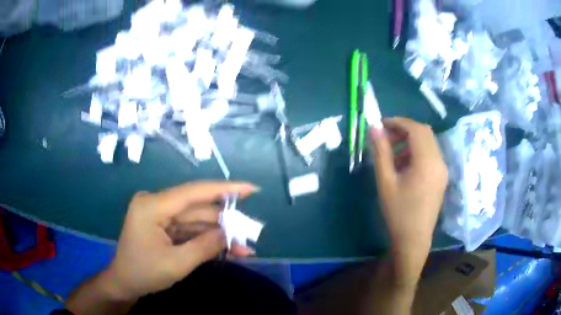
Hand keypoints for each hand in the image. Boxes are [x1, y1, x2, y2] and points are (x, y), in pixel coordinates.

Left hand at [102, 181, 258, 300]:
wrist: (125, 282)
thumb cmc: (144, 273)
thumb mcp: (176, 264)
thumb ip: (204, 246)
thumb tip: (230, 233)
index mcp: (153, 205)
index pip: (193, 192)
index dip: (225, 189)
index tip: (251, 189)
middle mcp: (157, 203)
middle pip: (198, 209)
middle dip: (225, 222)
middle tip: (252, 232)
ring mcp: (160, 215)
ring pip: (197, 221)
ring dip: (219, 234)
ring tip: (244, 247)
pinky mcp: (164, 225)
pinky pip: (190, 230)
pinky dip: (207, 240)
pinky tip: (227, 249)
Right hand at [369, 117, 447, 284]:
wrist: (413, 239)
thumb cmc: (398, 212)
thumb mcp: (386, 181)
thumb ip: (381, 152)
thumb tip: (373, 128)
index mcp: (427, 162)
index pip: (416, 129)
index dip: (398, 122)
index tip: (381, 125)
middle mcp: (439, 161)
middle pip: (424, 132)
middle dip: (404, 129)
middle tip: (386, 137)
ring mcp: (442, 169)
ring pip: (428, 143)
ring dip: (411, 140)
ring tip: (392, 153)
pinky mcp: (441, 177)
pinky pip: (430, 154)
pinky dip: (417, 151)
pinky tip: (404, 165)